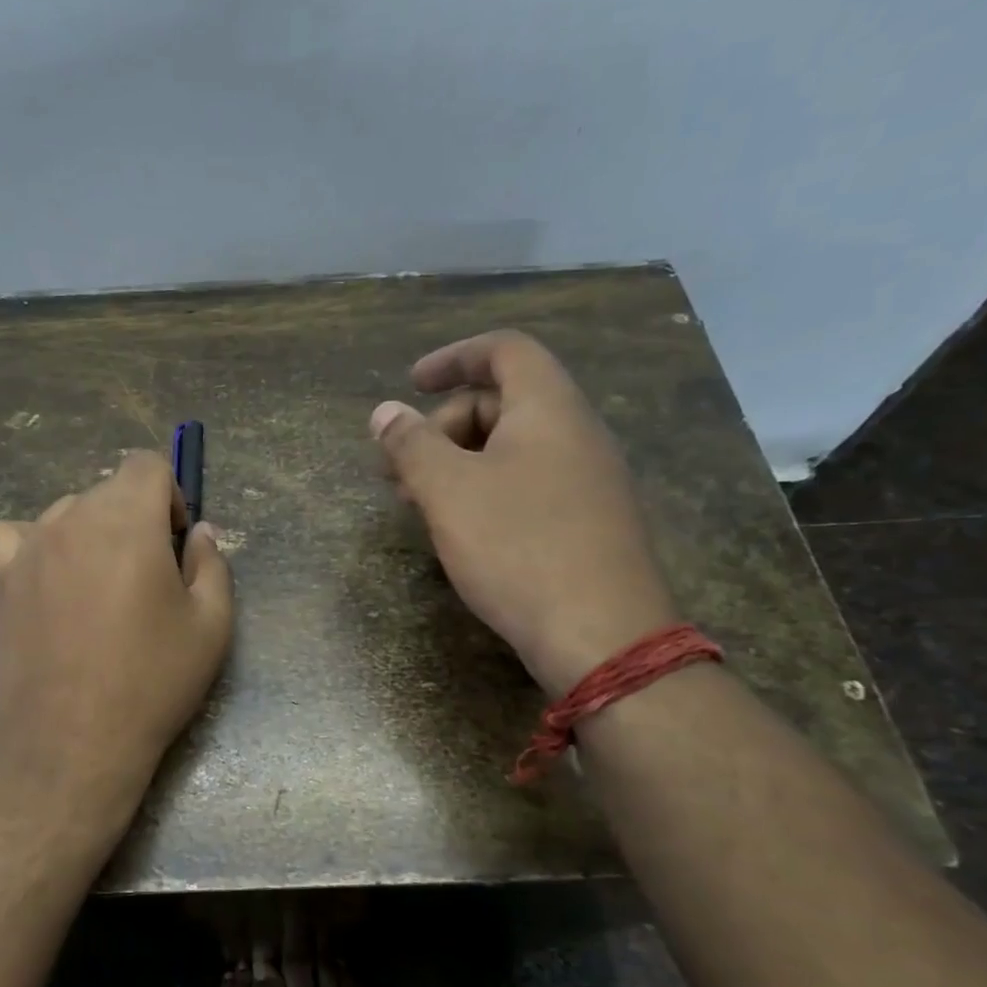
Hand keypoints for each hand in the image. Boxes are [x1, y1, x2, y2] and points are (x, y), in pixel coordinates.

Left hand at [0, 451, 233, 803]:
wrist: (73, 738)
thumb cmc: (152, 680)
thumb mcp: (212, 624)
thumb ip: (212, 563)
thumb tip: (198, 532)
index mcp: (128, 519)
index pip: (146, 464)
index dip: (169, 495)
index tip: (174, 542)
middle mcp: (72, 518)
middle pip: (108, 490)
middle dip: (134, 519)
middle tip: (145, 577)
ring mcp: (29, 546)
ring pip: (66, 513)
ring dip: (90, 533)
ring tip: (98, 589)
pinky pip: (16, 535)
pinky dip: (37, 545)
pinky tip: (50, 580)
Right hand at [371, 330, 678, 695]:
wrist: (602, 636)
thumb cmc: (518, 547)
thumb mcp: (449, 491)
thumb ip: (411, 444)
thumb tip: (384, 412)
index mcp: (549, 408)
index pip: (504, 350)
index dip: (453, 357)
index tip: (410, 383)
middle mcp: (576, 433)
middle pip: (502, 401)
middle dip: (441, 426)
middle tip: (398, 469)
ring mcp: (588, 479)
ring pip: (512, 448)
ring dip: (457, 463)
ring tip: (416, 503)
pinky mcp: (588, 521)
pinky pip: (528, 483)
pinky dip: (485, 490)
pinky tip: (459, 529)